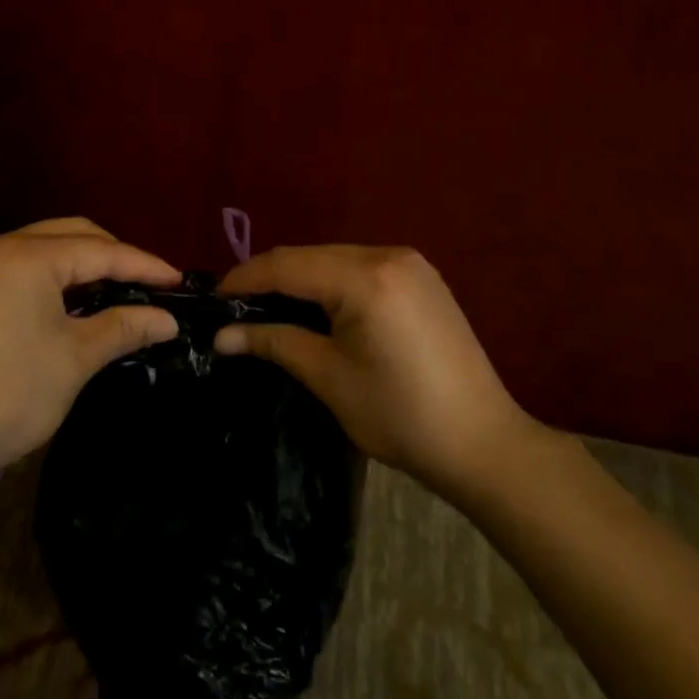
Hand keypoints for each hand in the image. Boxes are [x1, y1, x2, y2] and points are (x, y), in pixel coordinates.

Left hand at [0, 218, 180, 483]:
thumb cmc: (7, 396)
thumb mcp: (75, 360)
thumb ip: (124, 327)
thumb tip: (168, 320)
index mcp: (27, 257)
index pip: (101, 251)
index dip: (145, 265)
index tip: (179, 282)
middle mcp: (1, 246)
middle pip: (74, 235)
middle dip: (116, 257)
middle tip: (151, 286)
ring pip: (49, 247)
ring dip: (87, 265)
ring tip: (122, 292)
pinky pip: (27, 265)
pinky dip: (58, 277)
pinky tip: (78, 302)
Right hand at [216, 246, 551, 496]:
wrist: (484, 443)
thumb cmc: (401, 416)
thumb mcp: (329, 378)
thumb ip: (275, 343)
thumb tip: (223, 336)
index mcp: (366, 277)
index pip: (288, 265)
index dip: (246, 278)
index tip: (214, 297)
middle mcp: (388, 255)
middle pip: (312, 256)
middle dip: (271, 278)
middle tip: (237, 308)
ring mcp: (411, 263)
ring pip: (335, 259)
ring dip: (301, 279)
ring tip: (270, 308)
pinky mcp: (422, 278)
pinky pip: (361, 268)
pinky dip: (332, 282)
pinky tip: (318, 307)